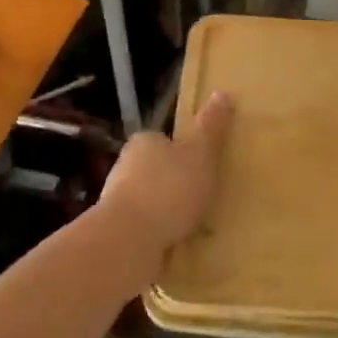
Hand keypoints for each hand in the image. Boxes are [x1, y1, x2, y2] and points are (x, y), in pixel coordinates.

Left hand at [100, 91, 231, 253]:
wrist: (127, 242)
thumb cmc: (168, 189)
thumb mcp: (200, 152)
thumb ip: (211, 126)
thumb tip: (222, 92)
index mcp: (144, 141)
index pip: (164, 139)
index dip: (183, 150)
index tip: (202, 165)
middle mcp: (124, 166)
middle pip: (154, 169)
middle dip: (174, 182)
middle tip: (202, 196)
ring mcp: (116, 202)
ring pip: (148, 201)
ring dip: (165, 211)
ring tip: (192, 225)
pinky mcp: (115, 233)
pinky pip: (143, 228)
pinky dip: (157, 234)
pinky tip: (175, 244)